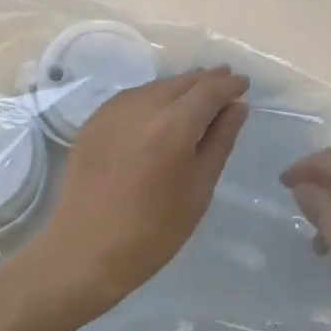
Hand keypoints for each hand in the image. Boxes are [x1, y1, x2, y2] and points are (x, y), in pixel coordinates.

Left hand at [24, 67, 249, 320]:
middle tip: (225, 84)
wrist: (87, 249)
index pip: (209, 90)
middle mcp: (143, 106)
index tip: (243, 84)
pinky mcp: (95, 121)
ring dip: (180, 87)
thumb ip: (220, 140)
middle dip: (207, 80)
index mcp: (174, 124)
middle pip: (182, 82)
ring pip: (156, 86)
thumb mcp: (199, 188)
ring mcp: (114, 110)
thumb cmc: (154, 229)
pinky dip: (153, 97)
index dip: (230, 84)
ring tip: (196, 96)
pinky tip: (160, 109)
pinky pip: (132, 97)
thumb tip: (237, 106)